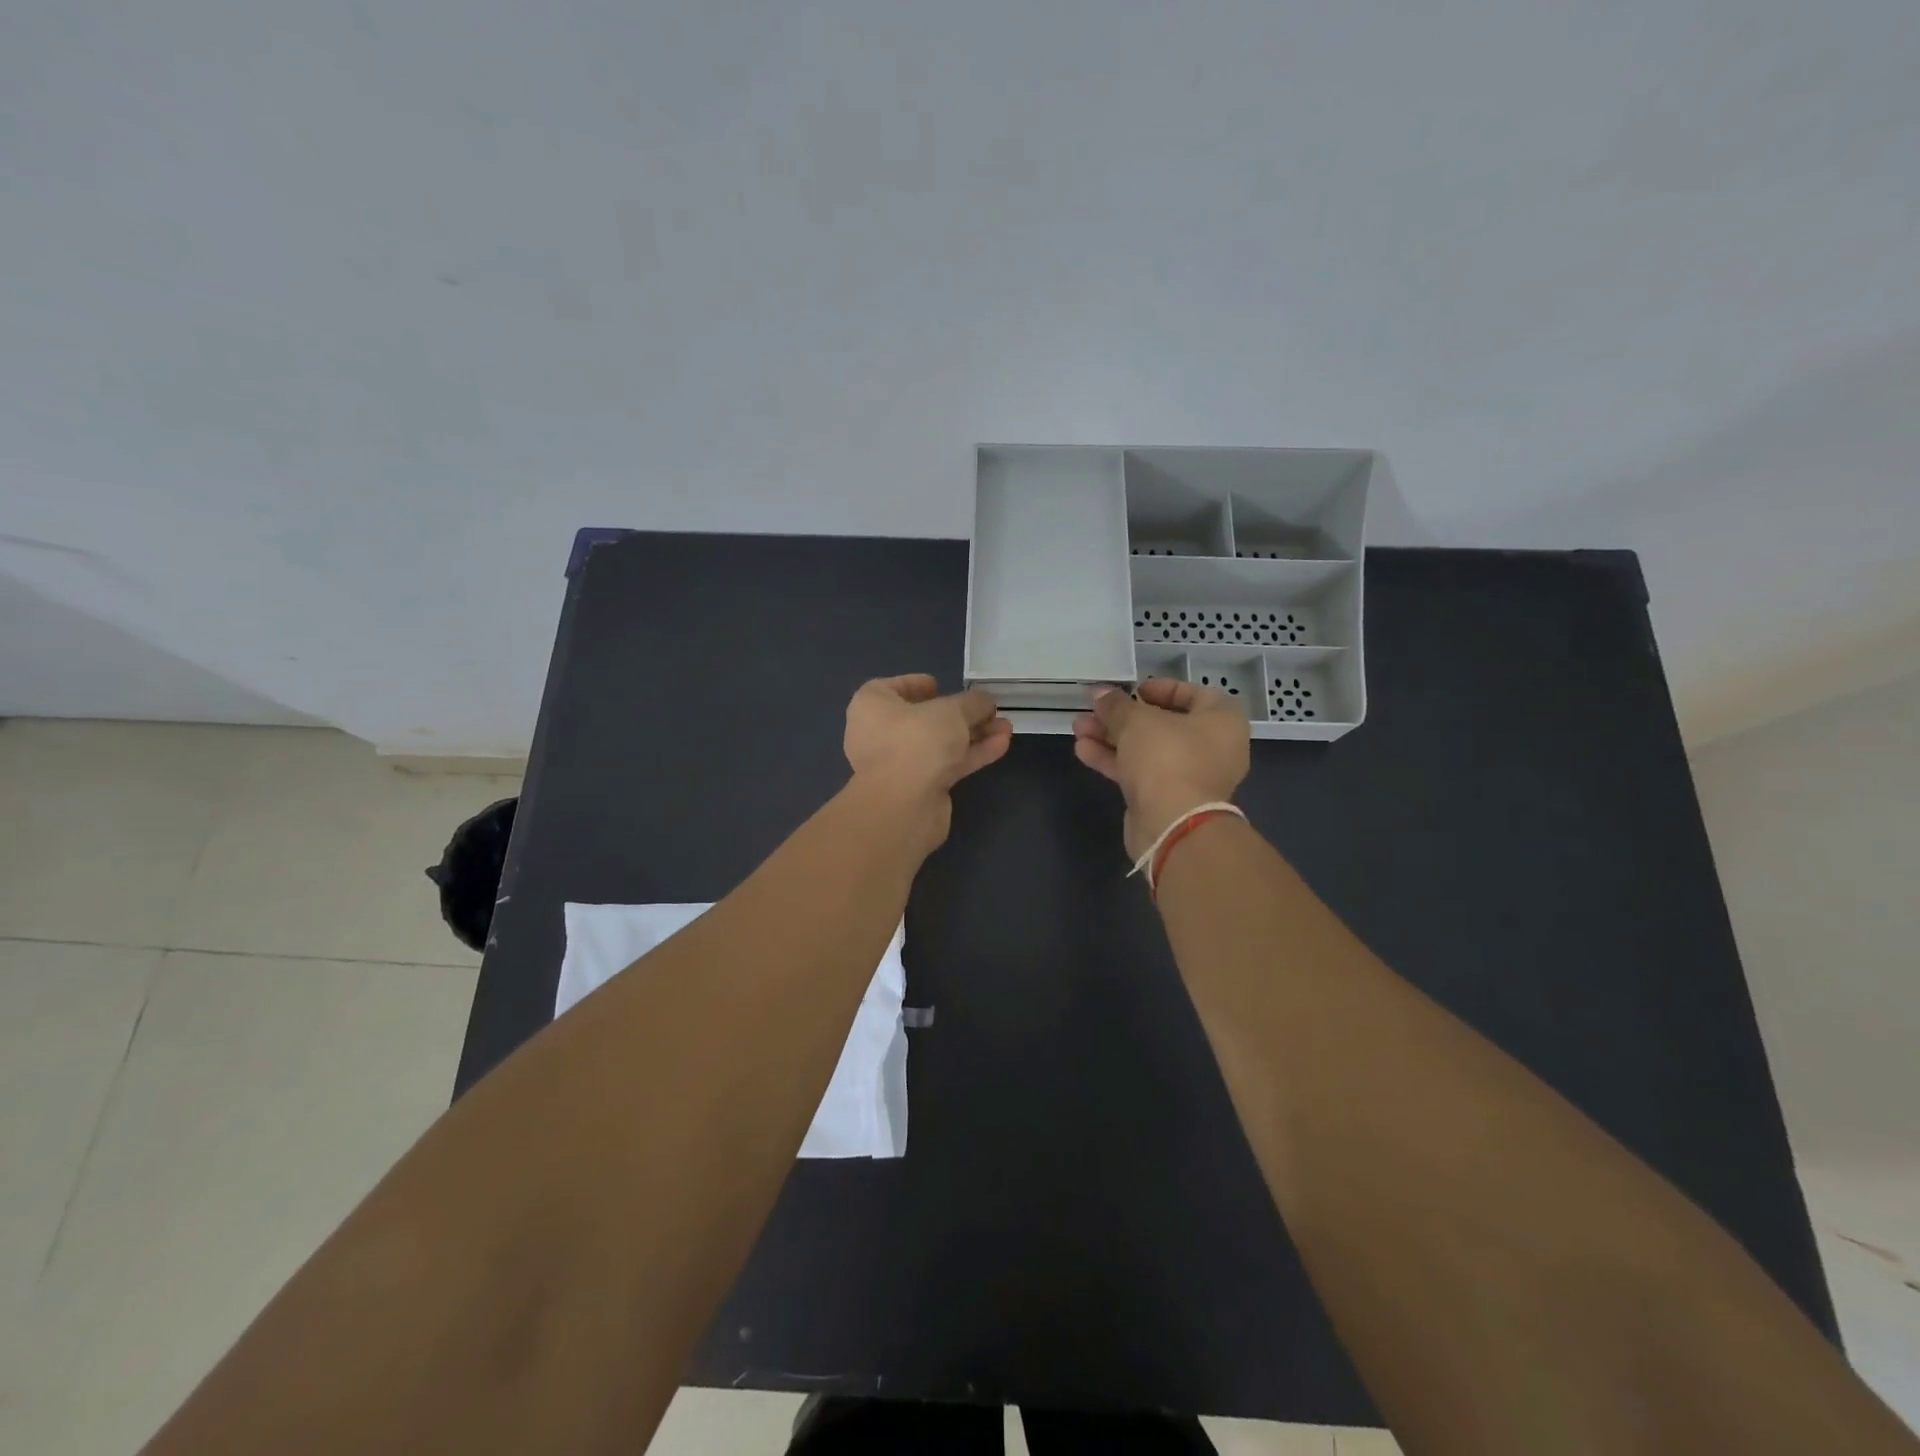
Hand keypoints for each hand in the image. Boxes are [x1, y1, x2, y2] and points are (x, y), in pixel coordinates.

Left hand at [844, 675, 1012, 851]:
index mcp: (872, 706)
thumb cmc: (916, 741)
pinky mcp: (918, 788)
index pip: (892, 688)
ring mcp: (899, 764)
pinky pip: (946, 764)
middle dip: (960, 714)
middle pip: (923, 718)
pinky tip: (1000, 745)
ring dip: (972, 735)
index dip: (917, 684)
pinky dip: (971, 754)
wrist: (903, 807)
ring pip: (939, 743)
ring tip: (1005, 727)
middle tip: (987, 709)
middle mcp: (880, 734)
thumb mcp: (951, 711)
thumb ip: (972, 703)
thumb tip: (986, 701)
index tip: (941, 685)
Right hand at [1072, 679, 1249, 860]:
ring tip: (1078, 728)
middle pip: (1163, 724)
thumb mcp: (1137, 721)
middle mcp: (1211, 748)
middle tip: (1094, 710)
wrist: (1172, 825)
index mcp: (1221, 720)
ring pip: (1147, 749)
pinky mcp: (1167, 798)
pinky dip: (1115, 760)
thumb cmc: (1167, 758)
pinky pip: (1140, 772)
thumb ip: (1117, 705)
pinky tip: (1083, 750)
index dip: (1160, 688)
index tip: (1132, 690)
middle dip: (1123, 717)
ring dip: (1112, 737)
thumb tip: (1100, 693)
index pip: (1193, 693)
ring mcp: (1189, 776)